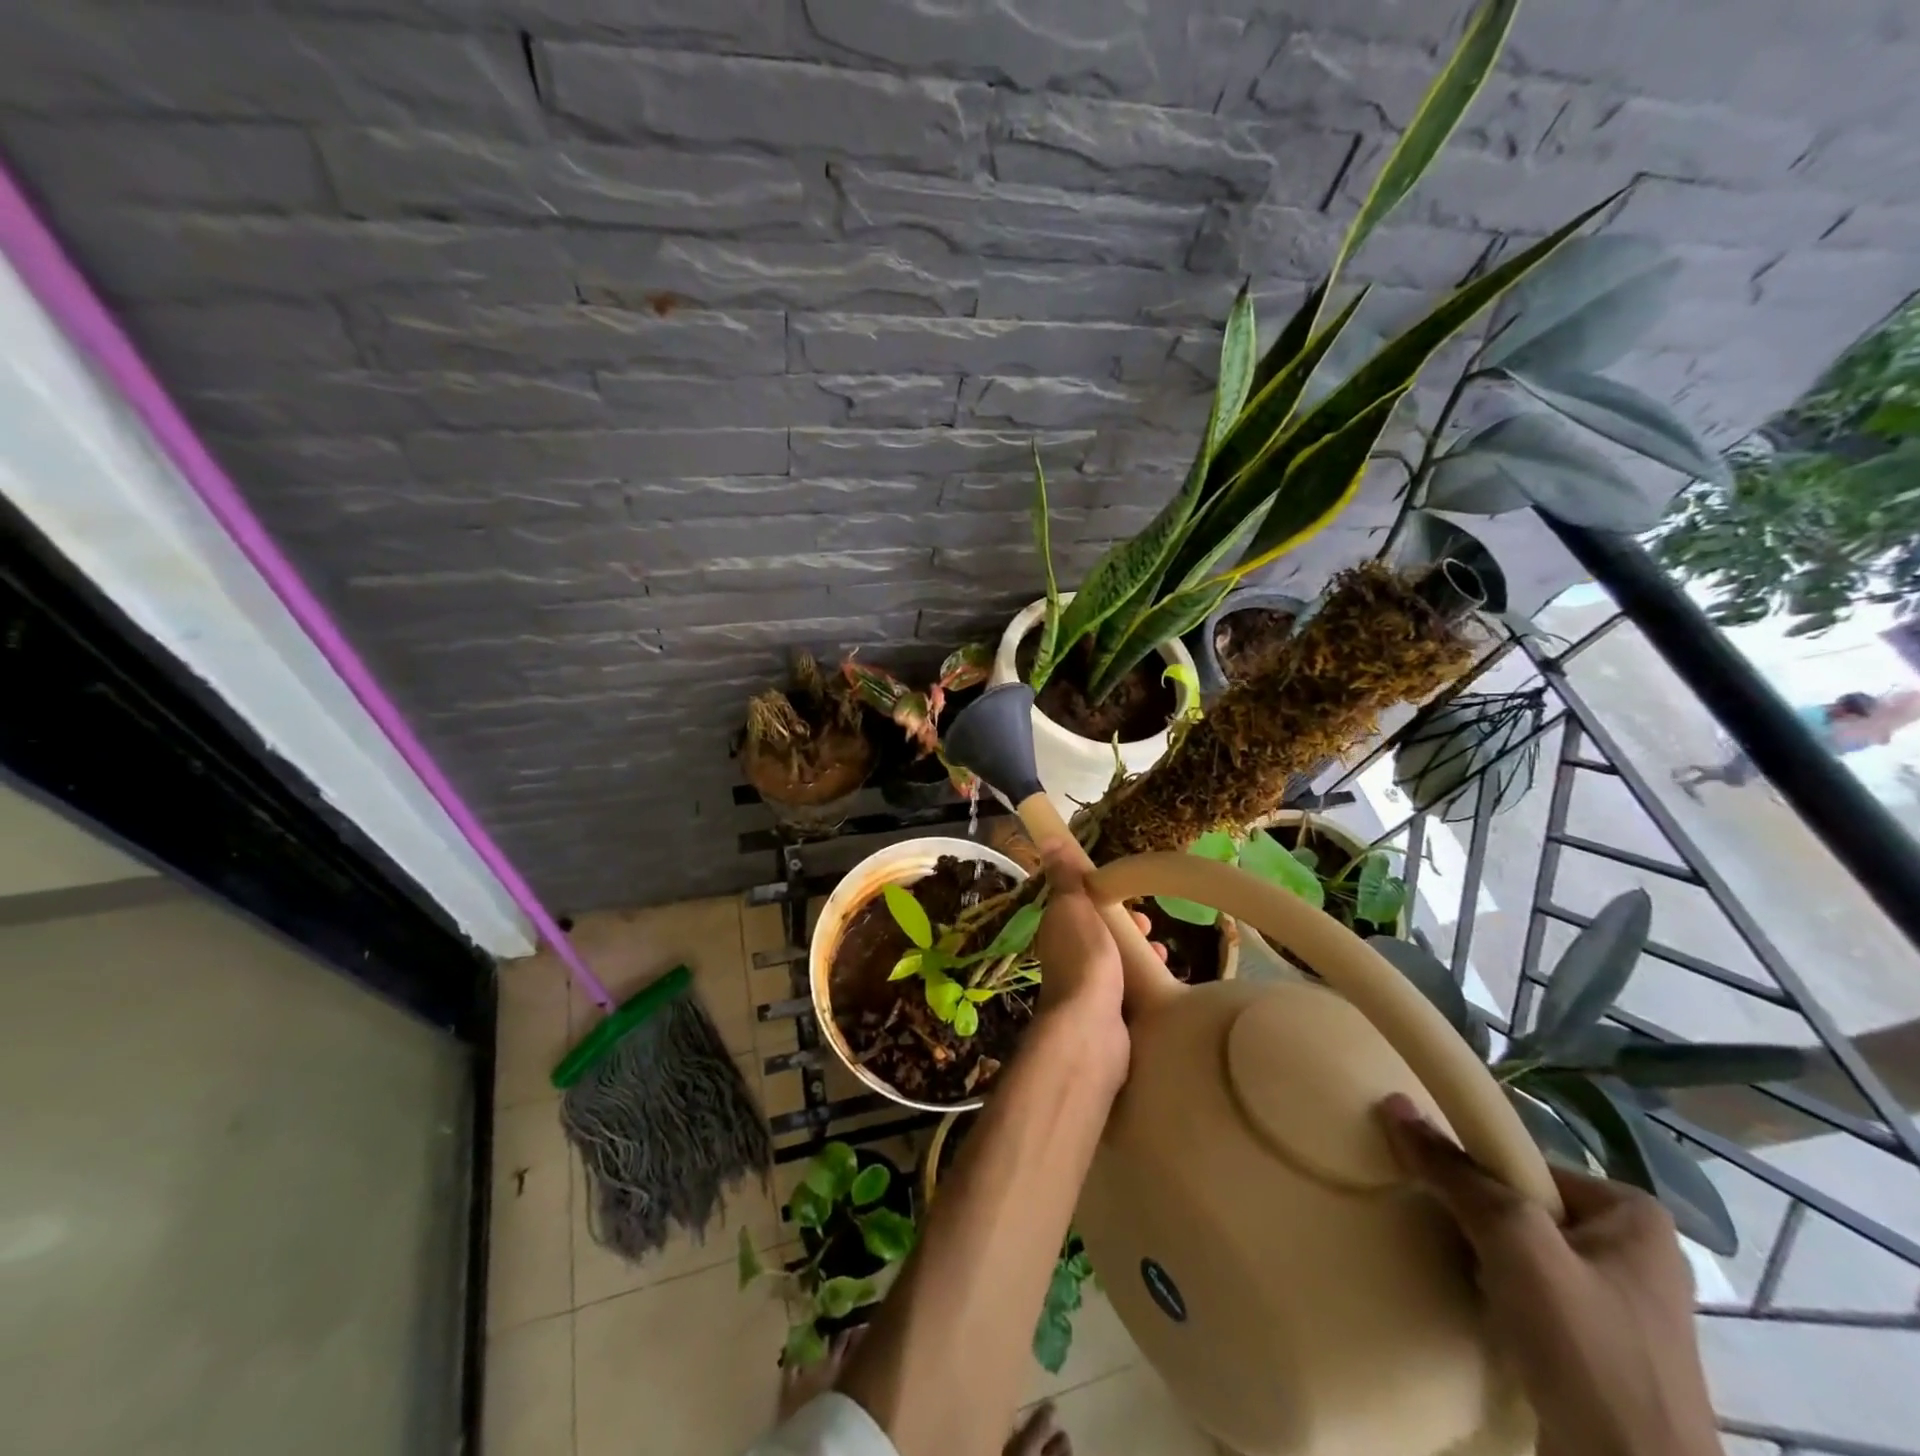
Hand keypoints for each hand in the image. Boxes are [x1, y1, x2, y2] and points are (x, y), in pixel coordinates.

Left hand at [1031, 881, 1161, 1086]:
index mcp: (1057, 930)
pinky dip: (1146, 983)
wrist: (1091, 1029)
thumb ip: (1066, 877)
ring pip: (1117, 963)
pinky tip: (1163, 983)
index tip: (1129, 899)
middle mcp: (1067, 958)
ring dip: (1140, 955)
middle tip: (1151, 928)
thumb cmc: (1084, 959)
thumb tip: (1047, 838)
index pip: (1080, 906)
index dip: (1104, 898)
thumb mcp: (1073, 906)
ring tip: (1162, 955)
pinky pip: (1129, 991)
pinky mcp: (1108, 1016)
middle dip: (1128, 928)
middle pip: (1101, 935)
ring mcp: (1087, 989)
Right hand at [1378, 1094, 1719, 1455]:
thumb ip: (1456, 1173)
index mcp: (1634, 1217)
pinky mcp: (1602, 1355)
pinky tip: (1475, 1305)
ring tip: (1448, 1263)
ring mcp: (1622, 1311)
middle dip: (1479, 1216)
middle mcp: (1636, 1255)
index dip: (1477, 1172)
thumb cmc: (1586, 1347)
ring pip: (1526, 1254)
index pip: (1526, 1165)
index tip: (1438, 1189)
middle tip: (1436, 1223)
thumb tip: (1396, 1103)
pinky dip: (1499, 1296)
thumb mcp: (1513, 1241)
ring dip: (1483, 1257)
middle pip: (1525, 1207)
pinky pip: (1534, 1299)